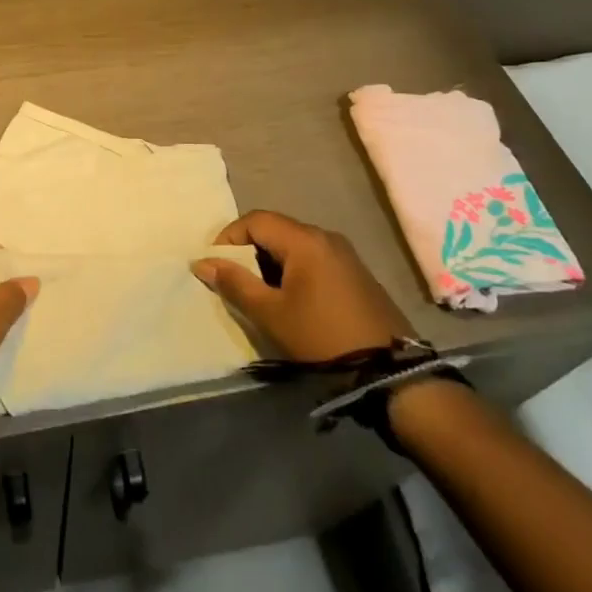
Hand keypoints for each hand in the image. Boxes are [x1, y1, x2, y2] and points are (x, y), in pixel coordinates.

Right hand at [192, 210, 412, 361]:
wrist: (389, 371)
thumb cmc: (321, 335)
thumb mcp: (270, 313)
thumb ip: (234, 283)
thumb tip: (202, 262)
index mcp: (304, 240)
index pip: (255, 220)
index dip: (228, 237)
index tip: (215, 264)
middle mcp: (325, 236)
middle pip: (275, 229)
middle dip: (248, 250)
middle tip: (233, 280)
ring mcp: (345, 254)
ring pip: (294, 245)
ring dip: (270, 261)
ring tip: (258, 292)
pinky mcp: (356, 273)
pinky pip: (313, 258)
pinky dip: (292, 269)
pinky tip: (289, 298)